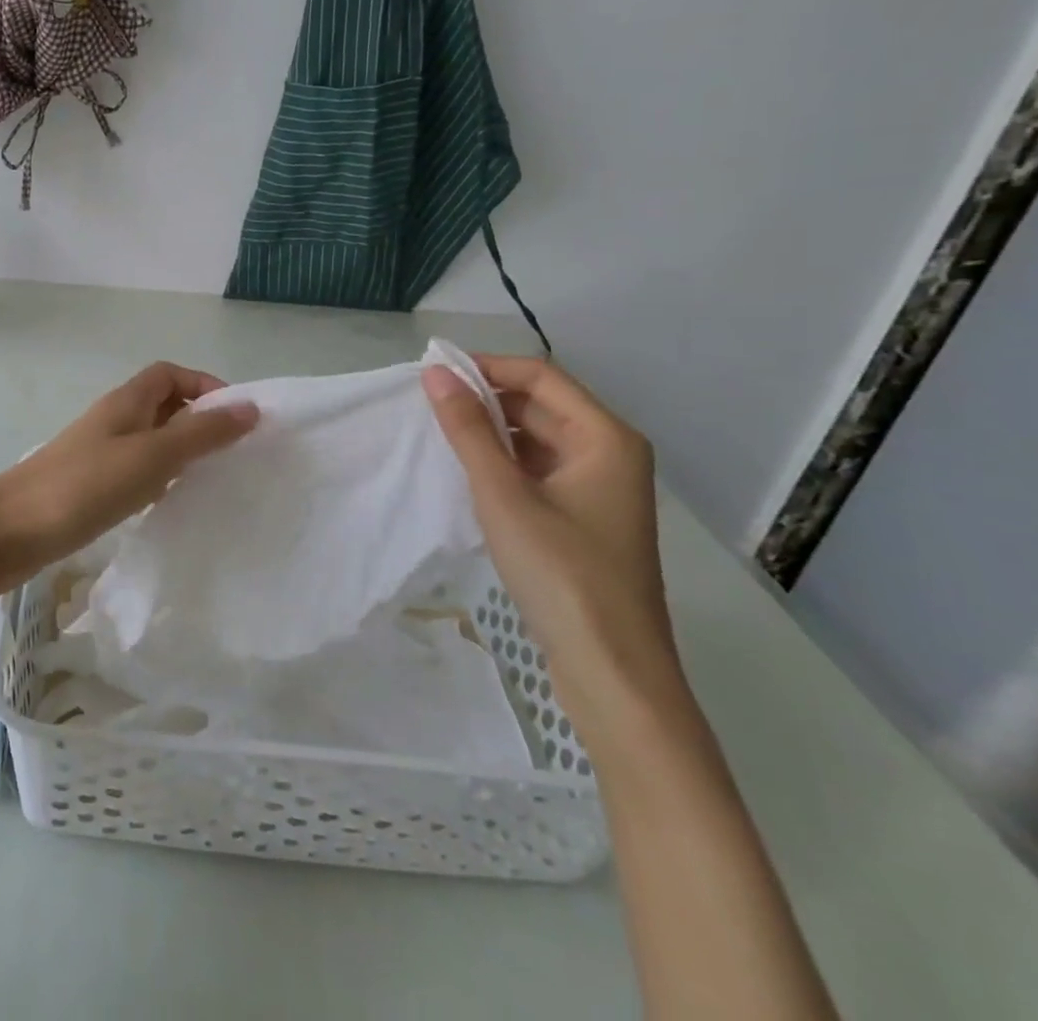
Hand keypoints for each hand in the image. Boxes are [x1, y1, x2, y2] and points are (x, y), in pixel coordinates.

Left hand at [0, 363, 258, 597]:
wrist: (9, 531)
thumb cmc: (84, 485)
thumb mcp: (152, 456)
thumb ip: (201, 433)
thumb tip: (250, 407)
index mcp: (126, 402)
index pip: (170, 374)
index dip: (204, 385)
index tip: (237, 417)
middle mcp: (113, 421)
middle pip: (162, 405)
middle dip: (198, 421)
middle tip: (232, 453)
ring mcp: (98, 455)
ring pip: (150, 441)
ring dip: (180, 452)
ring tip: (212, 480)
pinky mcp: (89, 487)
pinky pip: (134, 472)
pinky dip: (158, 480)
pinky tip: (169, 504)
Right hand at [423, 356, 685, 754]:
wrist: (612, 670)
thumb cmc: (561, 572)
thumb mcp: (503, 494)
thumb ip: (468, 430)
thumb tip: (435, 372)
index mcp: (606, 438)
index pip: (540, 376)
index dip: (485, 367)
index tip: (431, 373)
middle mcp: (609, 453)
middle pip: (540, 404)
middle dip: (484, 398)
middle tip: (425, 404)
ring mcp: (599, 488)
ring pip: (536, 438)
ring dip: (490, 431)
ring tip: (437, 434)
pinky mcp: (584, 518)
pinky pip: (538, 469)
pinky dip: (502, 463)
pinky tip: (466, 472)